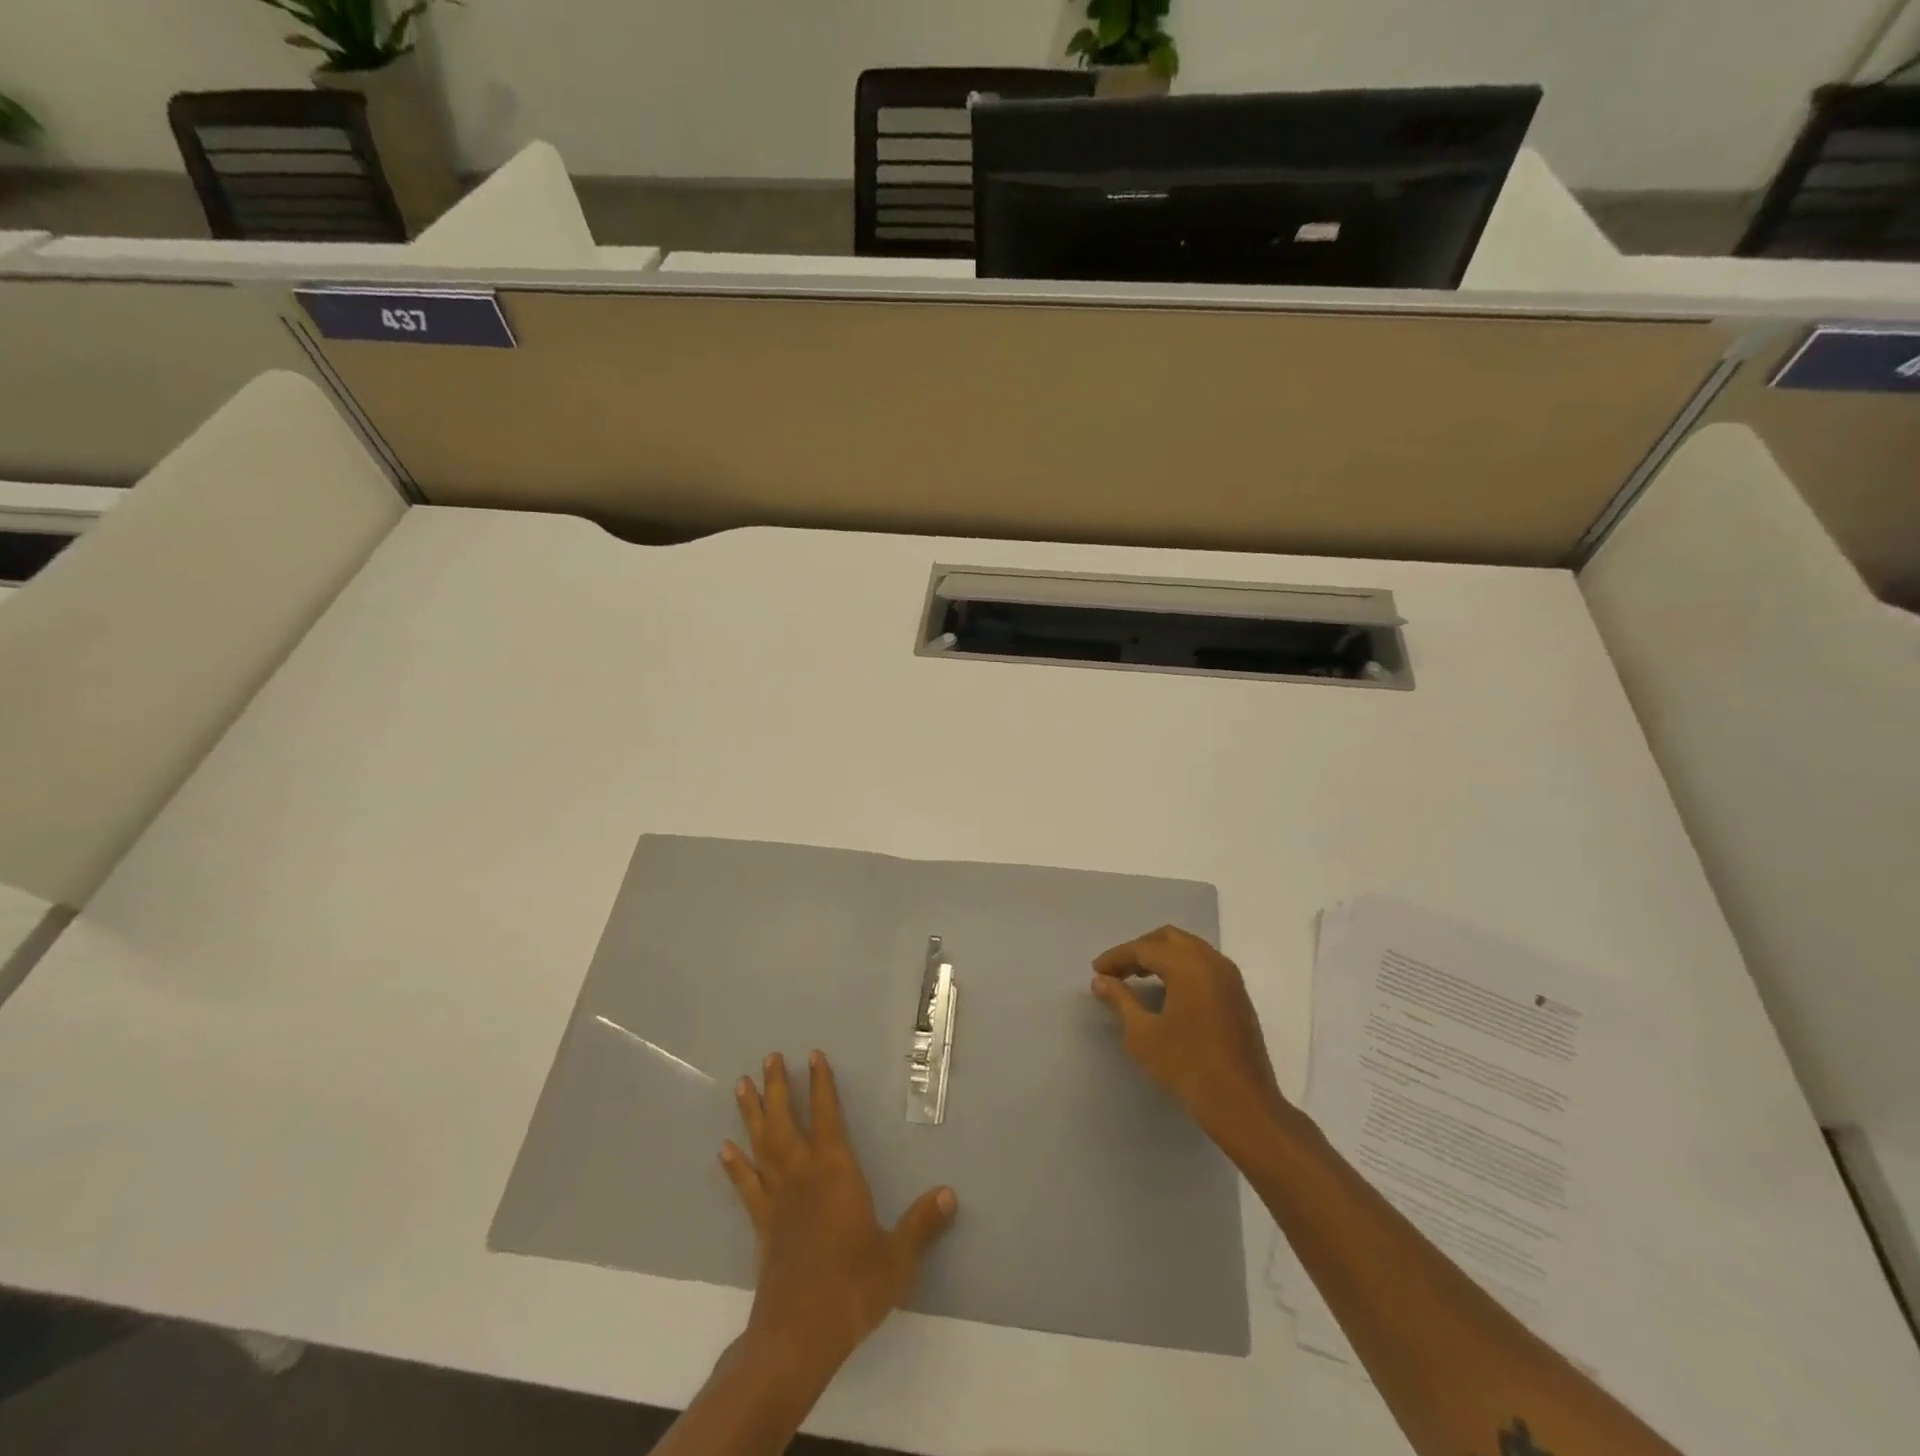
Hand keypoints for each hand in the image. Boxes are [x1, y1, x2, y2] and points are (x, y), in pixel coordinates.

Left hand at [721, 1051, 956, 1384]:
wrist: (798, 1335)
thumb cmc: (852, 1287)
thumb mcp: (898, 1257)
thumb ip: (922, 1224)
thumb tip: (949, 1194)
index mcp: (836, 1172)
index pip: (828, 1116)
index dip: (822, 1085)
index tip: (813, 1055)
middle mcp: (803, 1175)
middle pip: (786, 1121)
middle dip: (778, 1087)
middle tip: (769, 1057)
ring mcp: (778, 1200)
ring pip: (762, 1145)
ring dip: (752, 1114)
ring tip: (740, 1086)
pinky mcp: (762, 1226)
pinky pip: (746, 1186)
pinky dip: (735, 1166)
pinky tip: (724, 1149)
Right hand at [1092, 925, 1286, 1138]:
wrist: (1241, 1103)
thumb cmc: (1186, 1065)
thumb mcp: (1143, 1033)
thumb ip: (1120, 999)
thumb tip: (1101, 980)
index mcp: (1188, 965)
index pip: (1144, 949)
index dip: (1117, 957)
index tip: (1096, 971)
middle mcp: (1211, 961)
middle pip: (1169, 938)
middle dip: (1140, 949)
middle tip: (1118, 970)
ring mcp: (1229, 977)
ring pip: (1189, 949)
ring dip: (1162, 957)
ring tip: (1138, 978)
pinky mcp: (1238, 994)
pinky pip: (1204, 965)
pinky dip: (1182, 967)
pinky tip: (1168, 991)